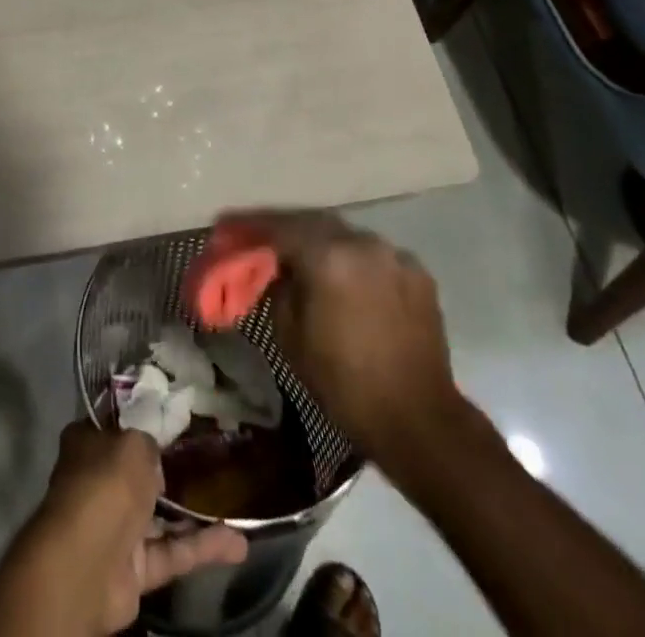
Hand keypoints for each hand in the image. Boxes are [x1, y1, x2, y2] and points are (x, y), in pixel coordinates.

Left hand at [27, 423, 248, 634]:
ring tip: (233, 500)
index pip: (115, 427)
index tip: (171, 418)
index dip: (141, 422)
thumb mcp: (133, 443)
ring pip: (161, 516)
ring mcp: (116, 528)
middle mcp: (99, 483)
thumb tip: (154, 459)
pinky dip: (203, 548)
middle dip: (169, 469)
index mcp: (87, 444)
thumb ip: (149, 444)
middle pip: (138, 473)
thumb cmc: (105, 484)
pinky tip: (238, 542)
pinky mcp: (135, 569)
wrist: (87, 564)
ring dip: (195, 513)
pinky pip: (173, 552)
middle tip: (208, 457)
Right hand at [221, 211, 459, 464]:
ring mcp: (394, 255)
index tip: (225, 226)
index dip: (249, 226)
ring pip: (347, 238)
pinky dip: (355, 263)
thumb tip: (277, 269)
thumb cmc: (345, 384)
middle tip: (264, 241)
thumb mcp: (291, 338)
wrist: (419, 421)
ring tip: (305, 260)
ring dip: (323, 245)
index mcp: (328, 256)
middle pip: (314, 224)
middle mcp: (362, 243)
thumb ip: (278, 290)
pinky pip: (375, 257)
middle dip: (287, 231)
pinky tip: (347, 282)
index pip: (279, 227)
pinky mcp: (418, 273)